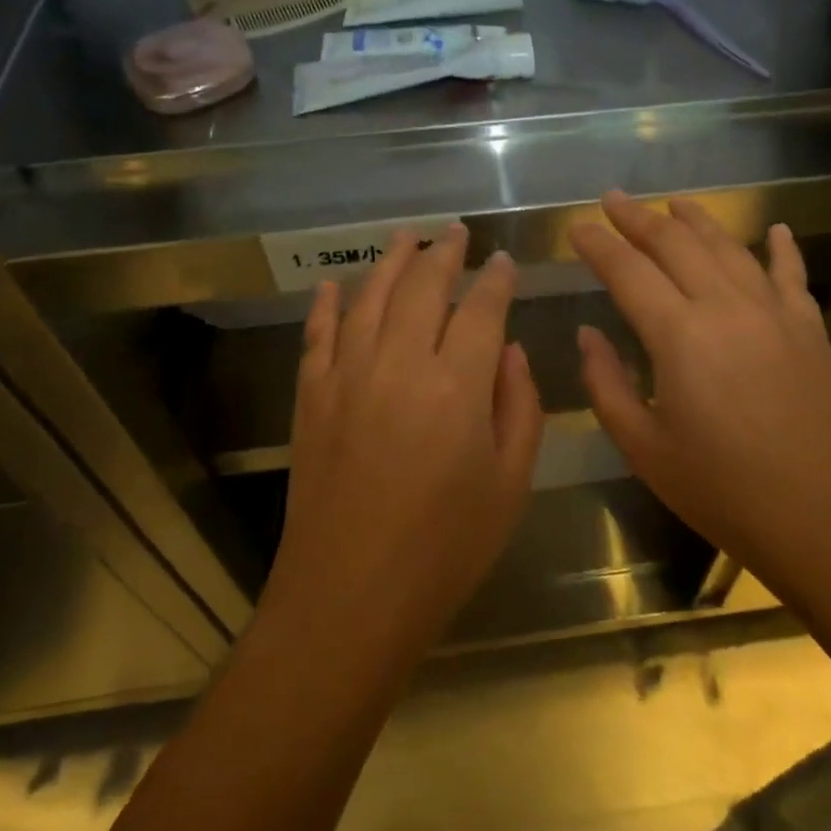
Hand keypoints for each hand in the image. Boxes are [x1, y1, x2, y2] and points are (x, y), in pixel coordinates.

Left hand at [263, 225, 542, 671]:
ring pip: (370, 298)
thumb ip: (519, 406)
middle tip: (456, 232)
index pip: (481, 309)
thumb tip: (508, 349)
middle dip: (444, 255)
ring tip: (407, 238)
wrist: (349, 597)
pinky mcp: (311, 397)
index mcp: (457, 385)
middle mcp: (399, 364)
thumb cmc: (446, 548)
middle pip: (423, 288)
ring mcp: (347, 376)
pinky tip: (336, 285)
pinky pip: (319, 334)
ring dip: (391, 262)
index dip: (495, 279)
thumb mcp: (510, 484)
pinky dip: (328, 305)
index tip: (503, 260)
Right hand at [570, 193, 830, 603]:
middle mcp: (725, 306)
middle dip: (638, 218)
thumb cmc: (724, 491)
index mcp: (679, 335)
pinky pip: (790, 274)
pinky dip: (780, 247)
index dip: (598, 244)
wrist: (826, 520)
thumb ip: (606, 385)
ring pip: (728, 247)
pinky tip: (774, 229)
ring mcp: (774, 312)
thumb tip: (587, 334)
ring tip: (673, 202)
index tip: (576, 226)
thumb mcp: (644, 449)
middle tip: (612, 199)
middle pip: (675, 244)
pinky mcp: (809, 328)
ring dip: (696, 220)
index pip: (628, 271)